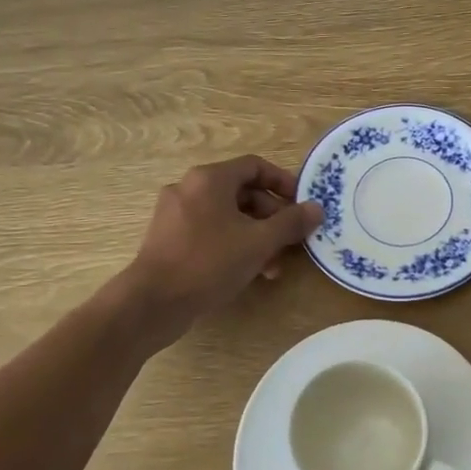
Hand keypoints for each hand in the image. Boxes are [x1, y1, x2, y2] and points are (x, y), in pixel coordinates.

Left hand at [125, 155, 323, 329]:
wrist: (153, 302)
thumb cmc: (209, 262)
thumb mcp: (259, 242)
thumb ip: (290, 223)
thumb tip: (317, 209)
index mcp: (210, 179)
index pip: (255, 166)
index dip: (283, 182)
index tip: (302, 204)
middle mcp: (189, 188)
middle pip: (242, 193)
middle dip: (272, 217)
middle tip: (291, 241)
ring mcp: (175, 214)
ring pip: (227, 216)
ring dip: (256, 236)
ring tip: (274, 266)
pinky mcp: (169, 239)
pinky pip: (210, 232)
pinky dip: (233, 244)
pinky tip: (249, 271)